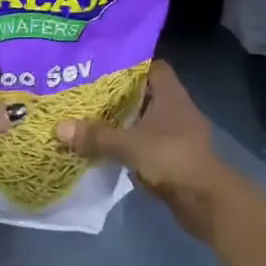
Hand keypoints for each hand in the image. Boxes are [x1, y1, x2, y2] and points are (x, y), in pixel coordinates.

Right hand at [54, 61, 235, 241]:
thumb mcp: (129, 145)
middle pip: (146, 93)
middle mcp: (177, 109)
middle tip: (88, 92)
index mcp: (171, 94)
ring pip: (146, 120)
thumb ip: (96, 136)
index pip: (152, 66)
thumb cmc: (171, 158)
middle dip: (120, 94)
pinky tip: (109, 148)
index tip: (103, 66)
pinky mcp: (176, 158)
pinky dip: (131, 145)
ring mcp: (178, 135)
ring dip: (125, 122)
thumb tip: (59, 127)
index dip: (130, 63)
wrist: (206, 202)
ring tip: (92, 119)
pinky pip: (148, 144)